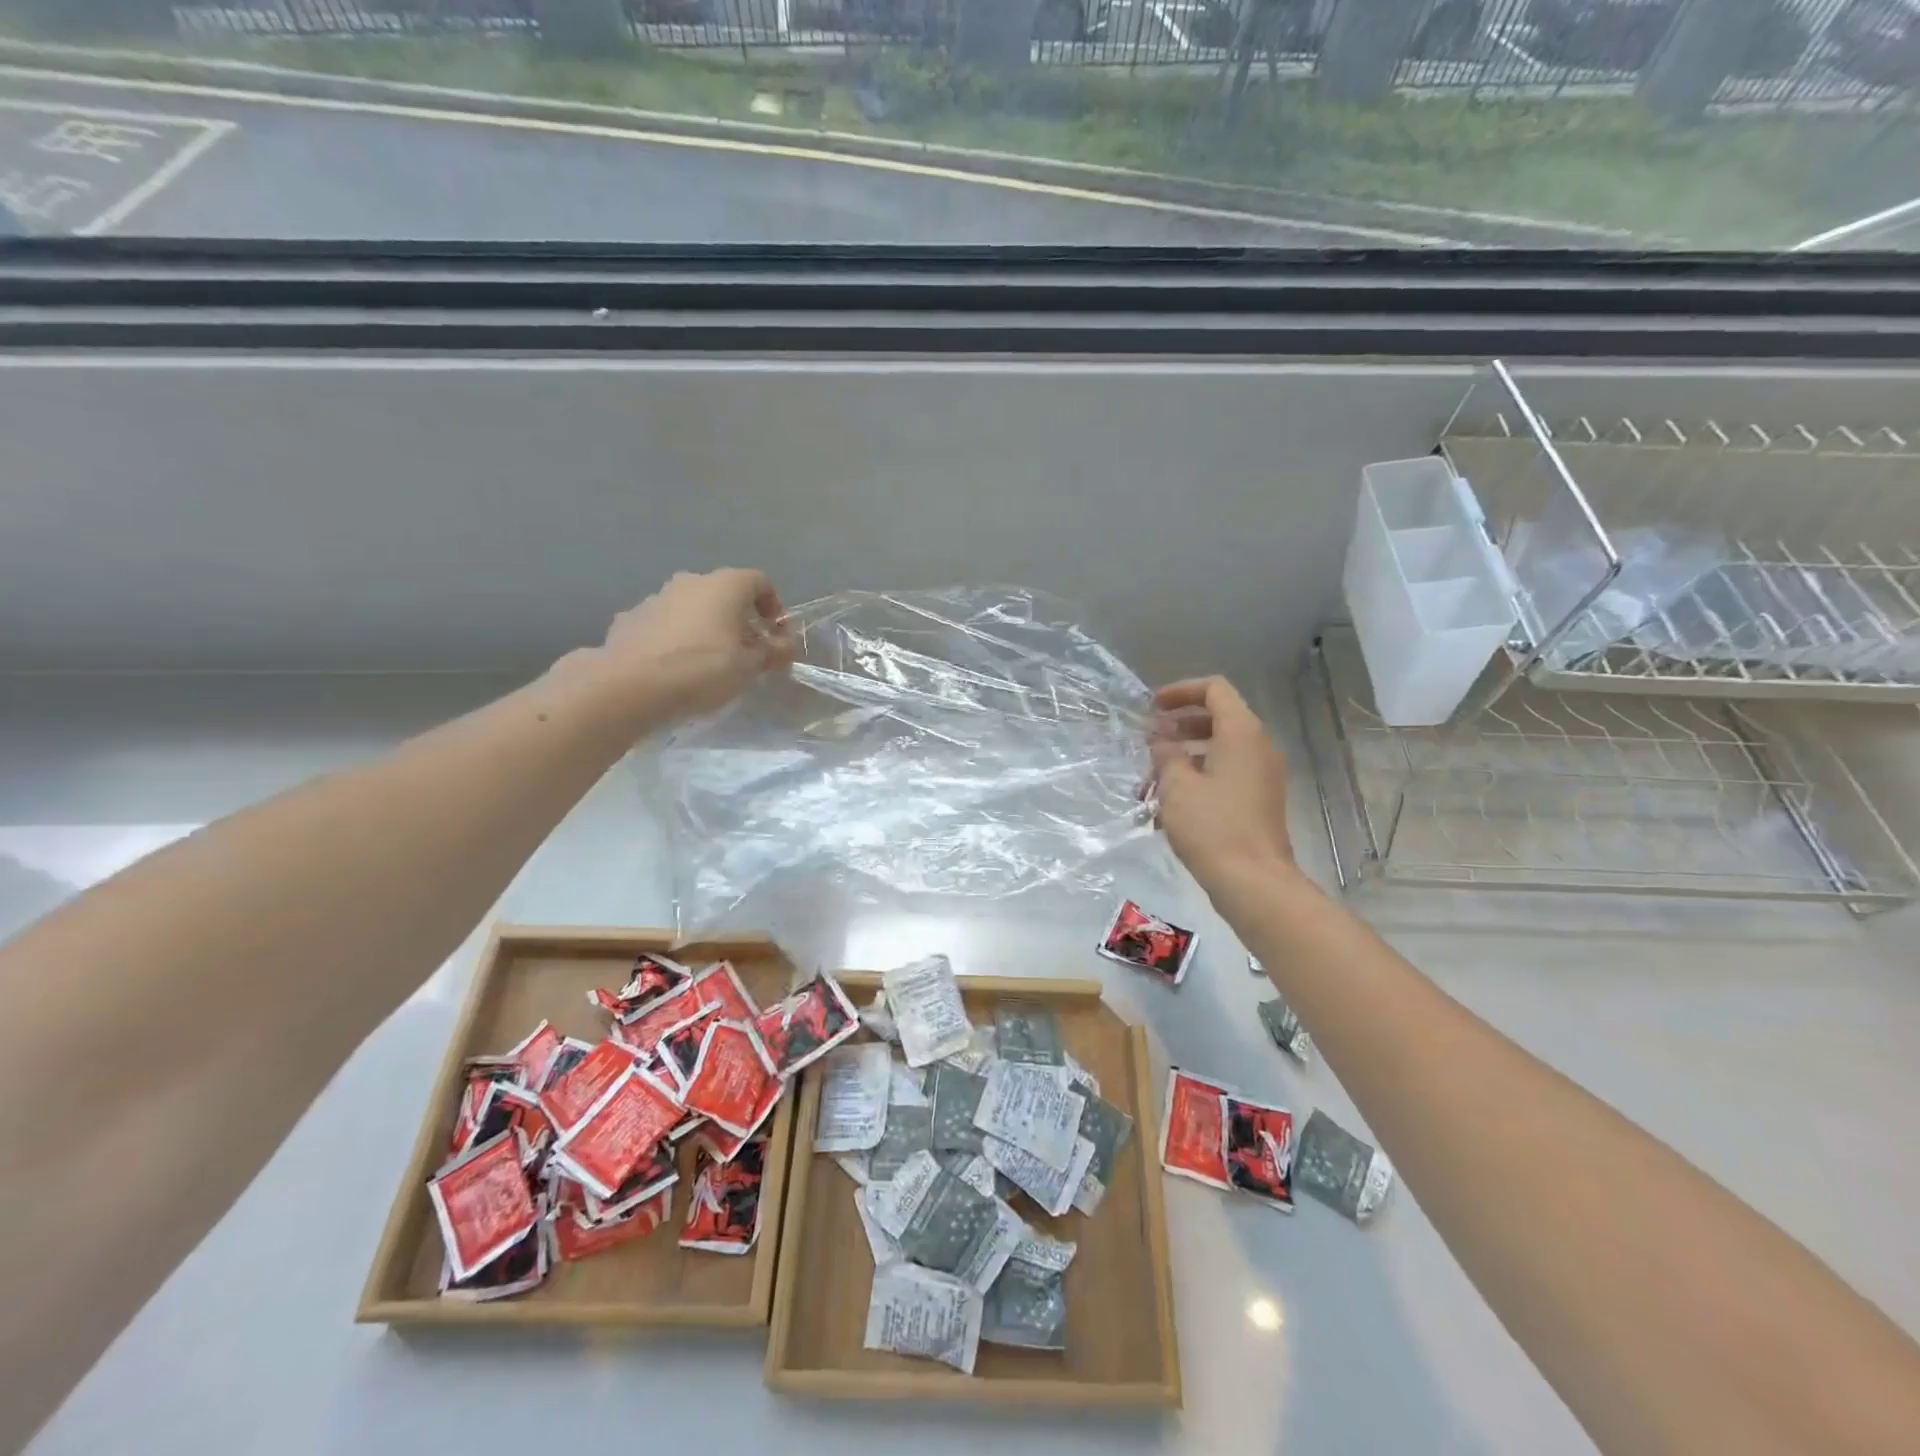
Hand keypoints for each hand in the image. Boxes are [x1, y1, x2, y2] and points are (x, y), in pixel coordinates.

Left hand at [595, 569, 795, 722]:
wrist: (629, 685)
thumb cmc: (701, 669)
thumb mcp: (749, 667)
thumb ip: (772, 653)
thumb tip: (787, 646)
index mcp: (723, 585)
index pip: (760, 582)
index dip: (775, 607)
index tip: (777, 637)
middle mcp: (690, 582)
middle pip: (724, 594)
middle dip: (740, 620)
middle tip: (747, 653)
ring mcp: (656, 598)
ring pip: (692, 608)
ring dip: (707, 628)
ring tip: (710, 664)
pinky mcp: (630, 619)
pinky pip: (665, 624)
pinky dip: (677, 639)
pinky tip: (676, 668)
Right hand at [1150, 676, 1293, 892]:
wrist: (1253, 882)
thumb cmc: (1212, 827)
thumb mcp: (1177, 785)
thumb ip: (1166, 753)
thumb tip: (1162, 741)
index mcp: (1242, 733)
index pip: (1215, 690)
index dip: (1181, 692)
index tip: (1152, 708)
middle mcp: (1259, 747)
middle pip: (1219, 718)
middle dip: (1180, 725)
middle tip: (1150, 741)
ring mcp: (1263, 775)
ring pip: (1220, 749)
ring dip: (1185, 755)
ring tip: (1152, 778)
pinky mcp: (1259, 800)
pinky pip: (1227, 773)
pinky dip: (1199, 776)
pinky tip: (1170, 803)